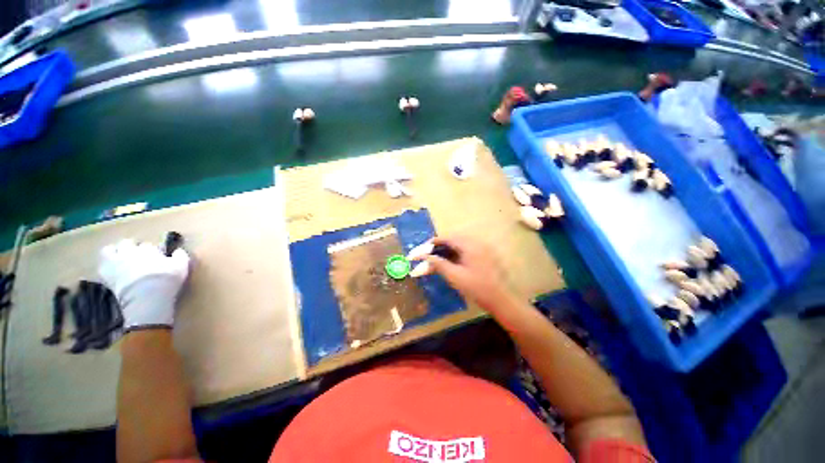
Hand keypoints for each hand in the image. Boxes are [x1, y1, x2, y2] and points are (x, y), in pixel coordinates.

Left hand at [99, 239, 189, 330]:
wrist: (146, 297)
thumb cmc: (166, 280)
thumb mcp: (182, 266)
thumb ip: (181, 255)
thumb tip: (178, 250)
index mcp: (149, 248)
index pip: (149, 245)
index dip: (153, 251)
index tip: (158, 258)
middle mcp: (131, 250)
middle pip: (129, 243)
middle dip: (133, 247)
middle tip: (139, 257)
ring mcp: (116, 260)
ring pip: (111, 249)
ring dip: (116, 252)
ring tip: (121, 259)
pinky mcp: (105, 273)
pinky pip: (102, 263)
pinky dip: (106, 263)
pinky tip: (111, 269)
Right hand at [424, 235, 516, 314]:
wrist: (501, 299)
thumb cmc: (476, 288)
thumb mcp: (454, 276)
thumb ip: (438, 264)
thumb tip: (424, 257)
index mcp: (470, 245)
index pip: (448, 238)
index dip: (434, 242)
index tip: (423, 248)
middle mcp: (477, 242)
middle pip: (454, 239)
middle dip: (440, 245)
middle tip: (429, 253)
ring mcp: (483, 248)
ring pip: (461, 243)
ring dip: (449, 248)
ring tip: (438, 257)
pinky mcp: (486, 255)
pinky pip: (468, 248)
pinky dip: (458, 252)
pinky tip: (453, 261)